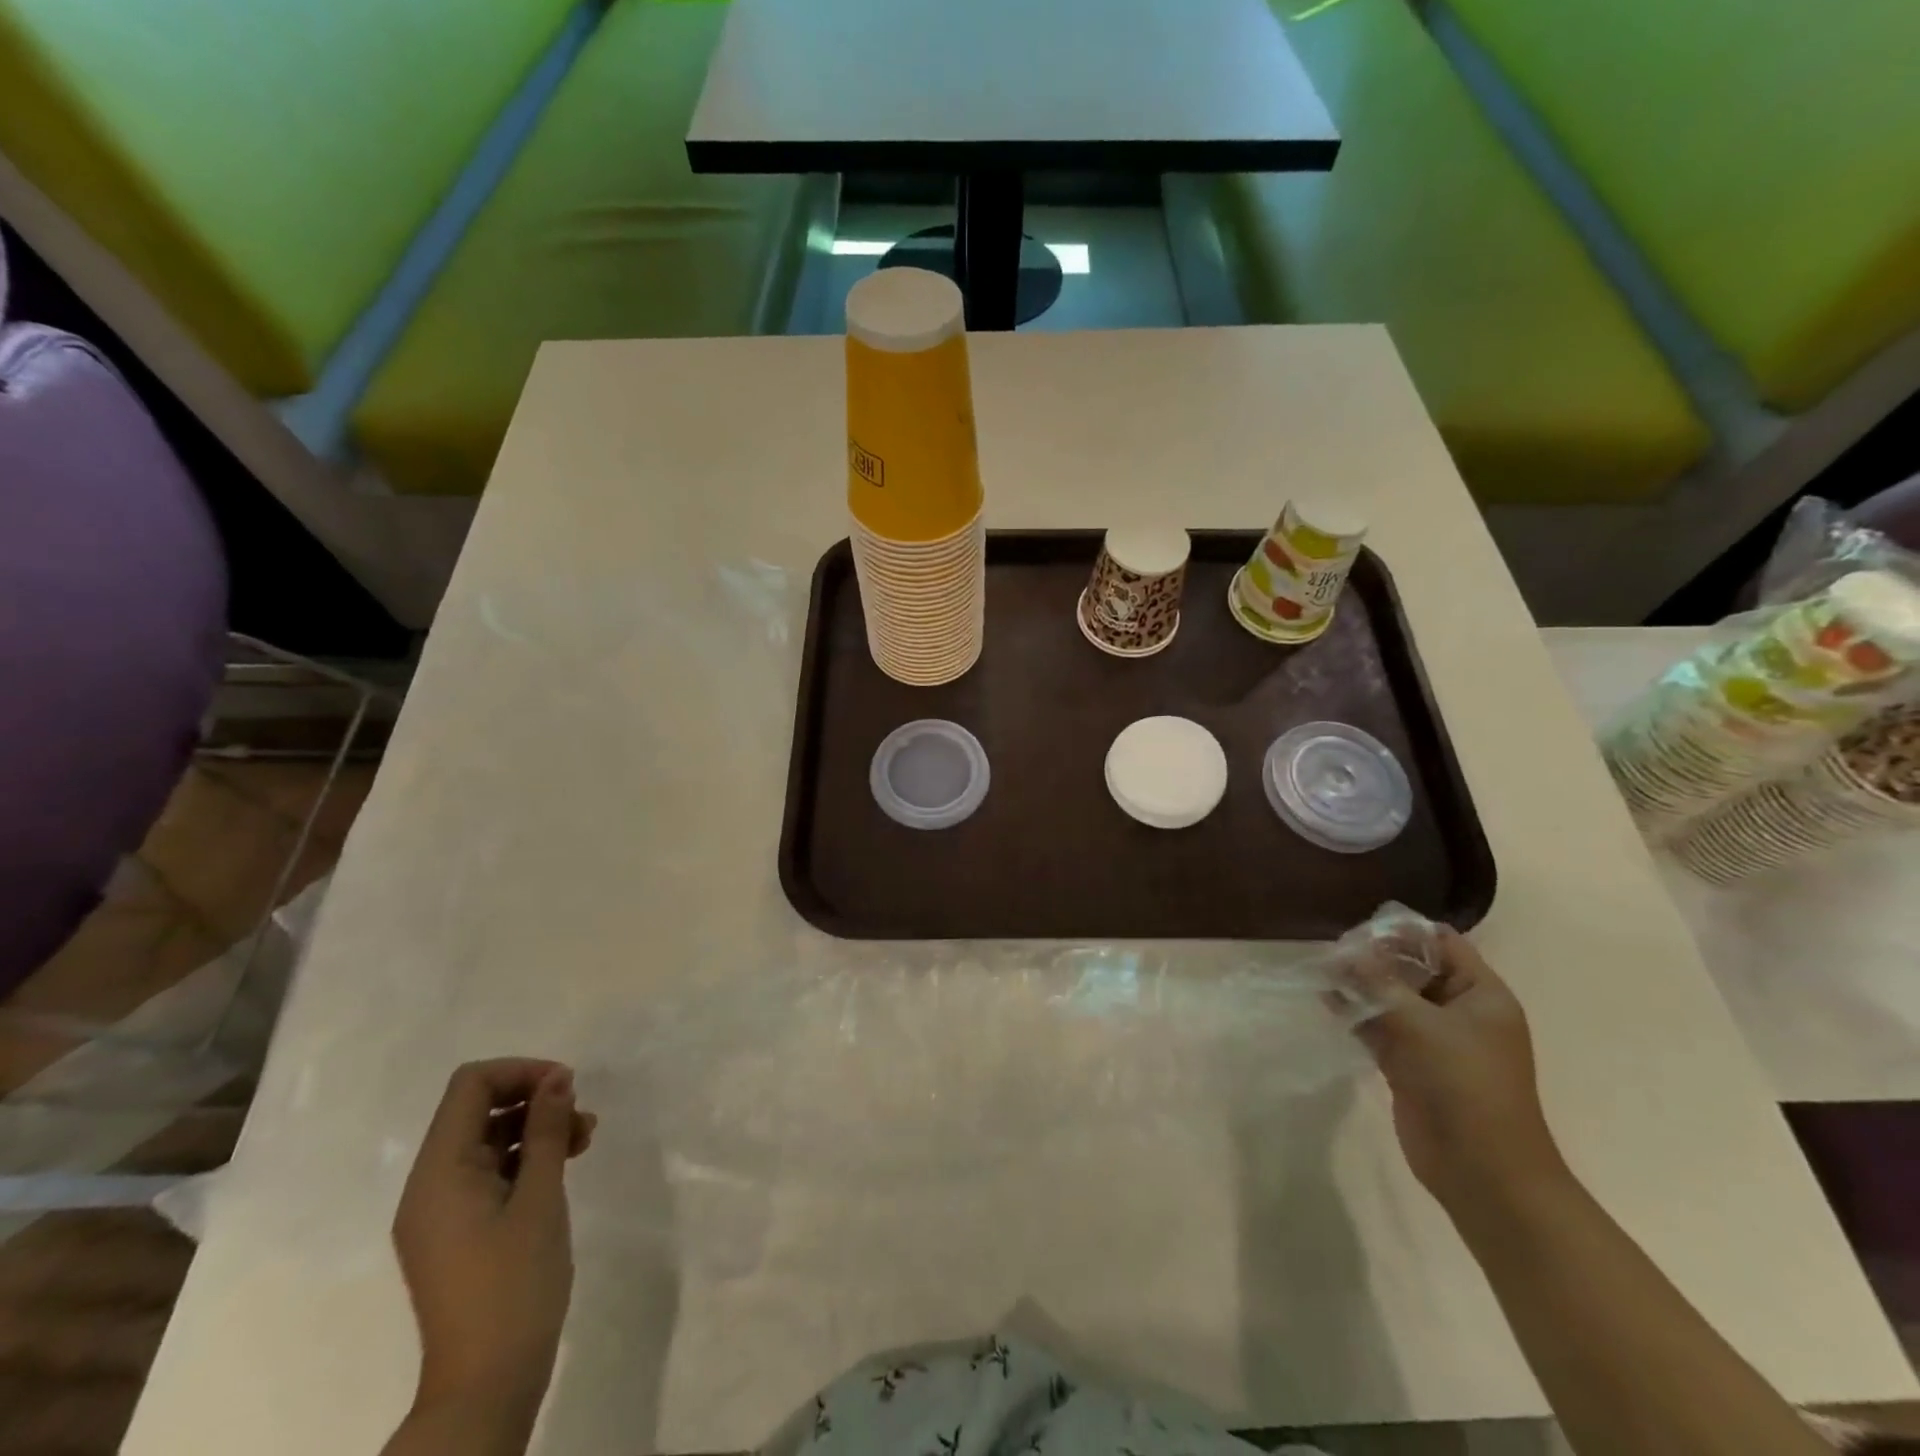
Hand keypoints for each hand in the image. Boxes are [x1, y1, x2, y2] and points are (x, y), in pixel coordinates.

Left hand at [392, 1059, 595, 1424]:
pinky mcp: (458, 1231)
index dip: (520, 1072)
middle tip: (580, 1112)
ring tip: (585, 1137)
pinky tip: (566, 1163)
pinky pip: (490, 1171)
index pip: (470, 1086)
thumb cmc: (516, 1282)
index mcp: (439, 1172)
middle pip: (477, 1109)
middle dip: (532, 1098)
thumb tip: (557, 1078)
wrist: (488, 1382)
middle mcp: (430, 1185)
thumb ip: (547, 1129)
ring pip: (489, 1139)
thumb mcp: (541, 1196)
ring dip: (536, 1127)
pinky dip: (527, 1157)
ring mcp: (441, 1211)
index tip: (567, 1086)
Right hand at [1351, 930, 1568, 1215]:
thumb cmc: (1463, 1084)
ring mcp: (1435, 1040)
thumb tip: (1342, 953)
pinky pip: (1381, 1027)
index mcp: (1481, 994)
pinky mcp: (1412, 1064)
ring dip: (1361, 985)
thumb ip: (1377, 983)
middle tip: (1333, 949)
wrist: (1483, 1171)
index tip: (1360, 928)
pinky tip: (1326, 1001)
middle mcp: (1460, 1011)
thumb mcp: (1418, 1024)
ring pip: (1393, 998)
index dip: (1403, 931)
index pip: (1443, 943)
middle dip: (1374, 957)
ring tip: (1322, 970)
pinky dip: (1357, 1013)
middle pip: (1414, 968)